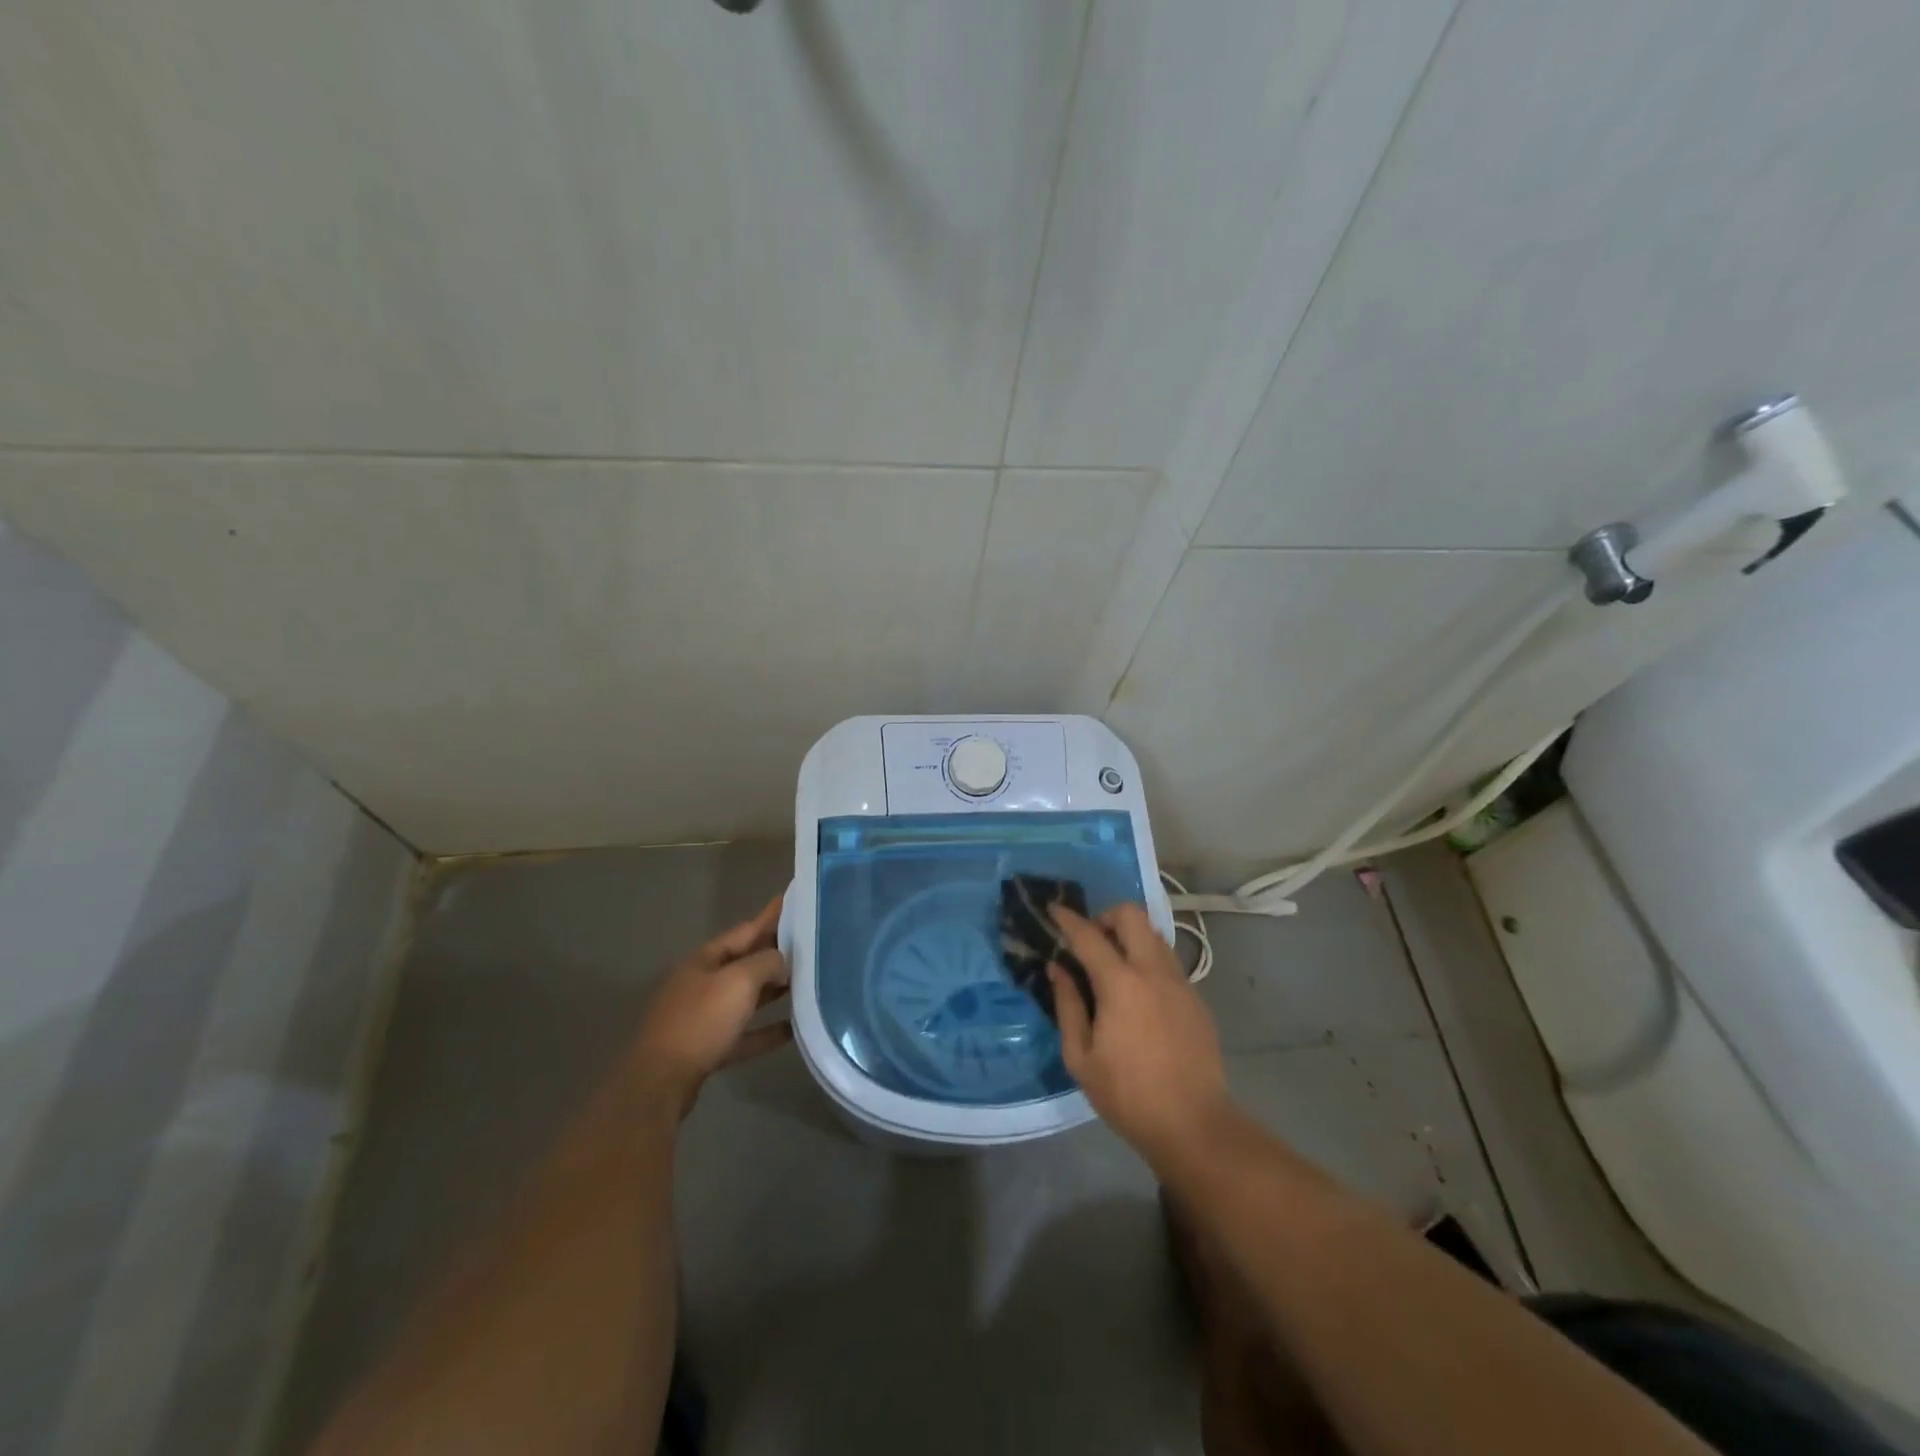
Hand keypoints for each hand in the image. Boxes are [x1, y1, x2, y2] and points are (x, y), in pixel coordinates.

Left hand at [631, 895, 790, 1113]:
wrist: (661, 1080)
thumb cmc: (701, 1020)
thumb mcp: (739, 981)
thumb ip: (767, 963)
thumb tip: (783, 963)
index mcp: (705, 959)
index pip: (745, 930)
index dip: (769, 916)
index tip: (793, 901)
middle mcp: (702, 983)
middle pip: (745, 963)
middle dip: (775, 953)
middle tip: (809, 944)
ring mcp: (703, 1017)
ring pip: (745, 998)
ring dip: (773, 992)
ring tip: (806, 984)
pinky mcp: (708, 1049)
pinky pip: (744, 1033)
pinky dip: (767, 1030)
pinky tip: (793, 1030)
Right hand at [1048, 903, 1234, 1170]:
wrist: (1194, 1125)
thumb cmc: (1128, 1095)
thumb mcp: (1080, 1058)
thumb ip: (1067, 1005)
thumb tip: (1058, 969)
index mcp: (1121, 984)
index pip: (1089, 935)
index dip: (1067, 919)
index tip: (1053, 910)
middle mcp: (1153, 971)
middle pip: (1132, 915)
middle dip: (1106, 918)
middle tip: (1090, 942)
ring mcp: (1181, 983)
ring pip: (1154, 935)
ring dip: (1130, 937)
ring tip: (1113, 966)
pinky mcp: (1196, 999)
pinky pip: (1168, 962)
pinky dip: (1148, 961)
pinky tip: (1138, 995)